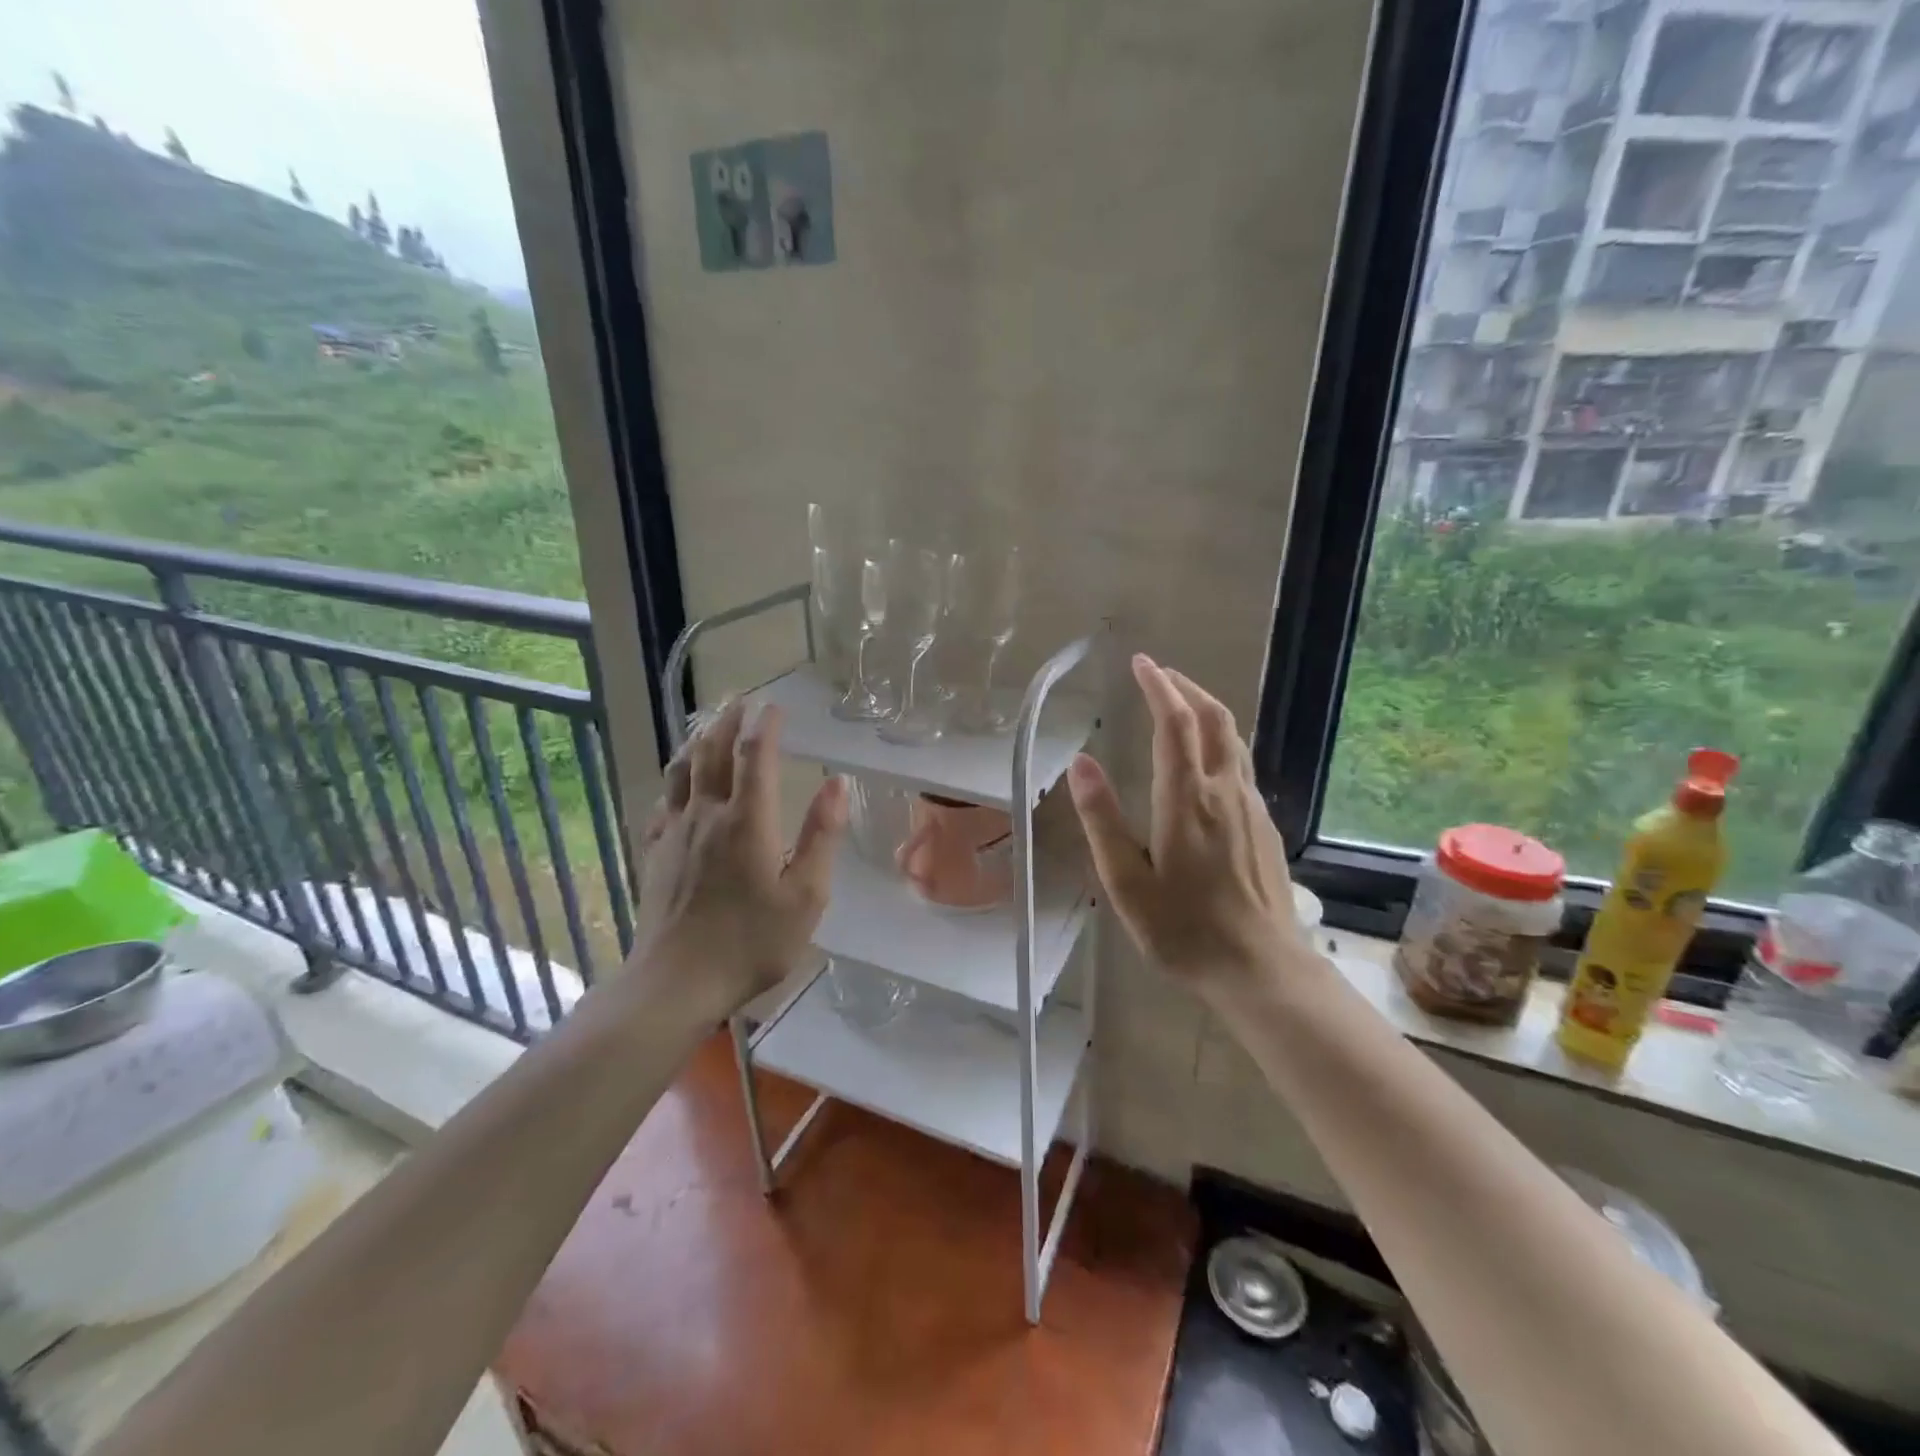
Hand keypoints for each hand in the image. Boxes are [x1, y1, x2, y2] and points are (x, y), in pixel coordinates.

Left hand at [633, 699, 847, 1017]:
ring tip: (707, 726)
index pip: (754, 756)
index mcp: (747, 821)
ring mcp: (675, 833)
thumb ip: (822, 836)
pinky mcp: (655, 853)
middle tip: (739, 701)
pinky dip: (674, 780)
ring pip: (682, 770)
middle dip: (727, 721)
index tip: (774, 706)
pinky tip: (678, 784)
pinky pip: (662, 802)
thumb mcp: (805, 897)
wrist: (675, 982)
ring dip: (697, 741)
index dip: (765, 726)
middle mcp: (707, 814)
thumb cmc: (750, 943)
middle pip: (712, 752)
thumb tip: (837, 783)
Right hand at [1066, 655, 1297, 997]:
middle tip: (1160, 673)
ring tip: (1181, 703)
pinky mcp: (1264, 826)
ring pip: (1233, 739)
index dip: (1159, 686)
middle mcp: (1224, 791)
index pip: (1175, 723)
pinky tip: (1205, 758)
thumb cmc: (1182, 929)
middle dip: (1187, 687)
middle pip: (1214, 719)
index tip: (1141, 663)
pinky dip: (1219, 740)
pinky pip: (1241, 764)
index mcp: (1186, 799)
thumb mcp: (1126, 880)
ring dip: (1207, 710)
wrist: (1260, 969)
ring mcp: (1250, 807)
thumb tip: (1080, 762)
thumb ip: (1102, 818)